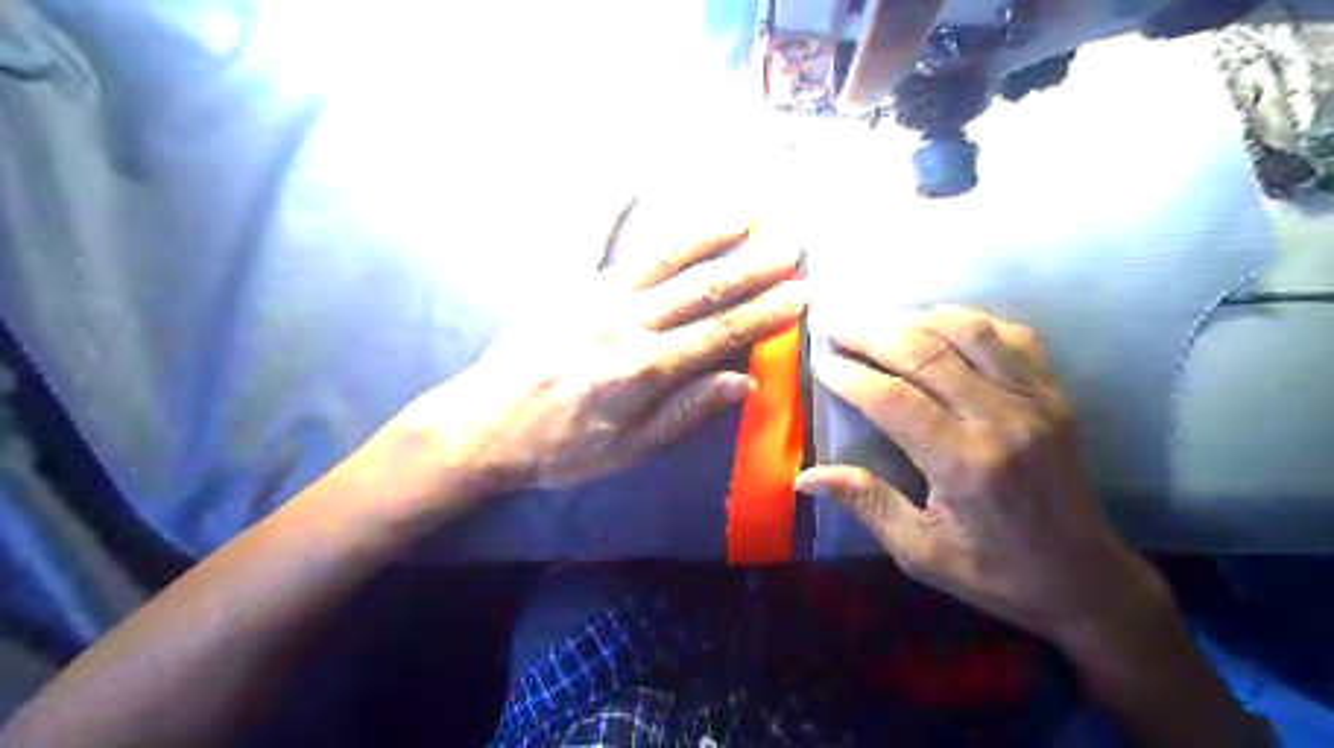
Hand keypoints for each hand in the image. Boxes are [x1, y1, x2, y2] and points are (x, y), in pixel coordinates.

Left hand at [402, 211, 806, 494]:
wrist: (482, 426)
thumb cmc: (559, 448)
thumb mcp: (628, 449)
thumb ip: (686, 412)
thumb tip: (744, 381)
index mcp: (644, 368)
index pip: (721, 333)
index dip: (766, 313)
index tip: (803, 292)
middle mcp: (626, 321)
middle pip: (702, 288)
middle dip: (754, 264)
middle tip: (793, 241)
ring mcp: (593, 295)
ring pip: (664, 256)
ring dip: (710, 231)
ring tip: (748, 208)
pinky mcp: (564, 283)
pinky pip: (589, 237)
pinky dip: (609, 204)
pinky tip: (630, 176)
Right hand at [802, 308, 1170, 651]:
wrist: (1085, 579)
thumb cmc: (994, 571)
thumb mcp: (920, 551)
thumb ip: (866, 504)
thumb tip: (804, 477)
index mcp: (963, 464)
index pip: (895, 400)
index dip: (851, 376)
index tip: (821, 361)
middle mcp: (1001, 420)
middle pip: (927, 354)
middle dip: (872, 332)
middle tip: (836, 322)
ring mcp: (1034, 400)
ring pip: (969, 333)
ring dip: (915, 317)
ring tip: (877, 316)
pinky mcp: (1055, 394)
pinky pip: (1013, 337)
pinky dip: (971, 319)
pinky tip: (940, 320)